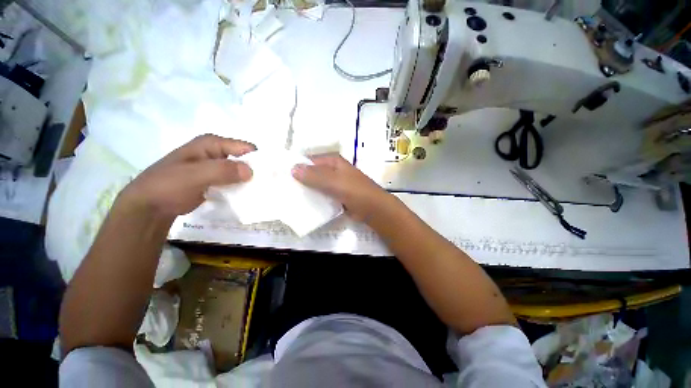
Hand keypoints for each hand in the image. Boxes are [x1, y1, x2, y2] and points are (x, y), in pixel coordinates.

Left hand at [120, 134, 255, 217]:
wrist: (150, 206)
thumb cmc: (169, 185)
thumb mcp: (195, 175)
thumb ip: (223, 170)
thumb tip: (251, 171)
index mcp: (212, 144)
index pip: (245, 148)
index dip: (258, 159)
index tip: (268, 175)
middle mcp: (217, 153)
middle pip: (246, 159)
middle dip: (256, 171)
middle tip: (266, 186)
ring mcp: (217, 167)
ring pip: (241, 171)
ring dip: (250, 181)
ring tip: (260, 192)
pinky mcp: (216, 180)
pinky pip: (235, 181)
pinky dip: (242, 188)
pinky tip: (247, 196)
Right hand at [291, 154, 392, 221]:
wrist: (373, 208)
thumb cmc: (355, 191)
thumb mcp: (334, 181)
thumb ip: (314, 176)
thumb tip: (292, 168)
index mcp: (333, 161)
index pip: (309, 160)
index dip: (295, 166)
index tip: (279, 175)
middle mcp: (333, 170)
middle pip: (312, 172)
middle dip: (299, 179)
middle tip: (281, 187)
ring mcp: (335, 183)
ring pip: (316, 184)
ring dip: (305, 190)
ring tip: (288, 196)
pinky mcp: (336, 195)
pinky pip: (321, 194)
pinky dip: (314, 198)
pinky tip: (303, 204)